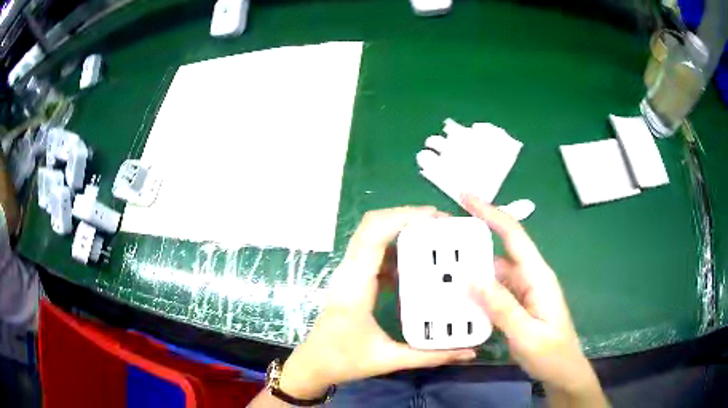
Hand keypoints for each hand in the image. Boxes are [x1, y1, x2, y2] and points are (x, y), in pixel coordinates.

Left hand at [279, 207, 476, 398]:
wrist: (313, 364)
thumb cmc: (343, 361)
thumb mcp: (389, 360)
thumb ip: (431, 356)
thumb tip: (469, 353)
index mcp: (355, 286)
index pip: (374, 235)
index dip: (403, 217)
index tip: (436, 218)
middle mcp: (348, 271)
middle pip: (372, 225)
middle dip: (407, 216)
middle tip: (442, 224)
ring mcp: (347, 273)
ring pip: (371, 235)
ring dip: (401, 229)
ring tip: (434, 237)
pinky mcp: (351, 279)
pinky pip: (373, 251)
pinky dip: (395, 247)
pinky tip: (417, 263)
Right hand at [463, 195, 607, 404]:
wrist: (563, 372)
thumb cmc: (551, 353)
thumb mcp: (527, 333)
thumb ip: (501, 306)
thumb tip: (470, 277)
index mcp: (538, 276)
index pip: (513, 235)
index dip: (490, 212)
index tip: (465, 197)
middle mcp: (530, 278)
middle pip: (500, 251)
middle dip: (473, 243)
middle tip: (440, 242)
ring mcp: (524, 293)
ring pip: (494, 274)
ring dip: (472, 272)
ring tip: (442, 272)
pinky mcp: (518, 306)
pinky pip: (494, 292)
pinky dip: (477, 292)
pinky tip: (459, 299)